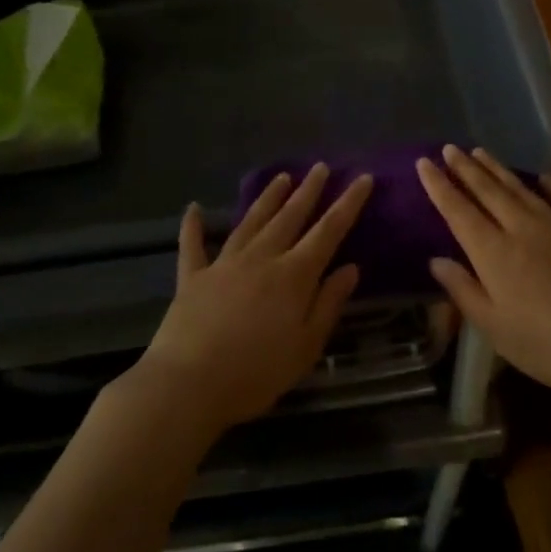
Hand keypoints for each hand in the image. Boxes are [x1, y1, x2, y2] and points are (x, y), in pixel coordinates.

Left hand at [137, 164, 371, 432]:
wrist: (188, 384)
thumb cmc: (255, 373)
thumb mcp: (306, 347)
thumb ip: (328, 304)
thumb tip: (351, 268)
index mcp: (294, 275)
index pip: (328, 231)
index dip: (348, 203)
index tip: (362, 178)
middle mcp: (262, 258)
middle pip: (290, 217)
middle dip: (308, 191)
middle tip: (320, 167)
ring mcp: (225, 264)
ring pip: (251, 221)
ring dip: (268, 198)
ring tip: (282, 177)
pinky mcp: (193, 277)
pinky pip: (193, 246)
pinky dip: (193, 226)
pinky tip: (194, 208)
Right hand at [418, 146, 550, 402]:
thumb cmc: (545, 345)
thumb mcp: (494, 327)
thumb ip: (463, 290)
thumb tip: (436, 260)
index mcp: (493, 252)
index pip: (458, 211)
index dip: (439, 186)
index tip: (424, 162)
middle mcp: (520, 228)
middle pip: (487, 191)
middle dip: (465, 168)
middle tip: (449, 147)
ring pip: (519, 189)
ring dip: (497, 169)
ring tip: (480, 152)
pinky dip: (549, 186)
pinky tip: (541, 177)